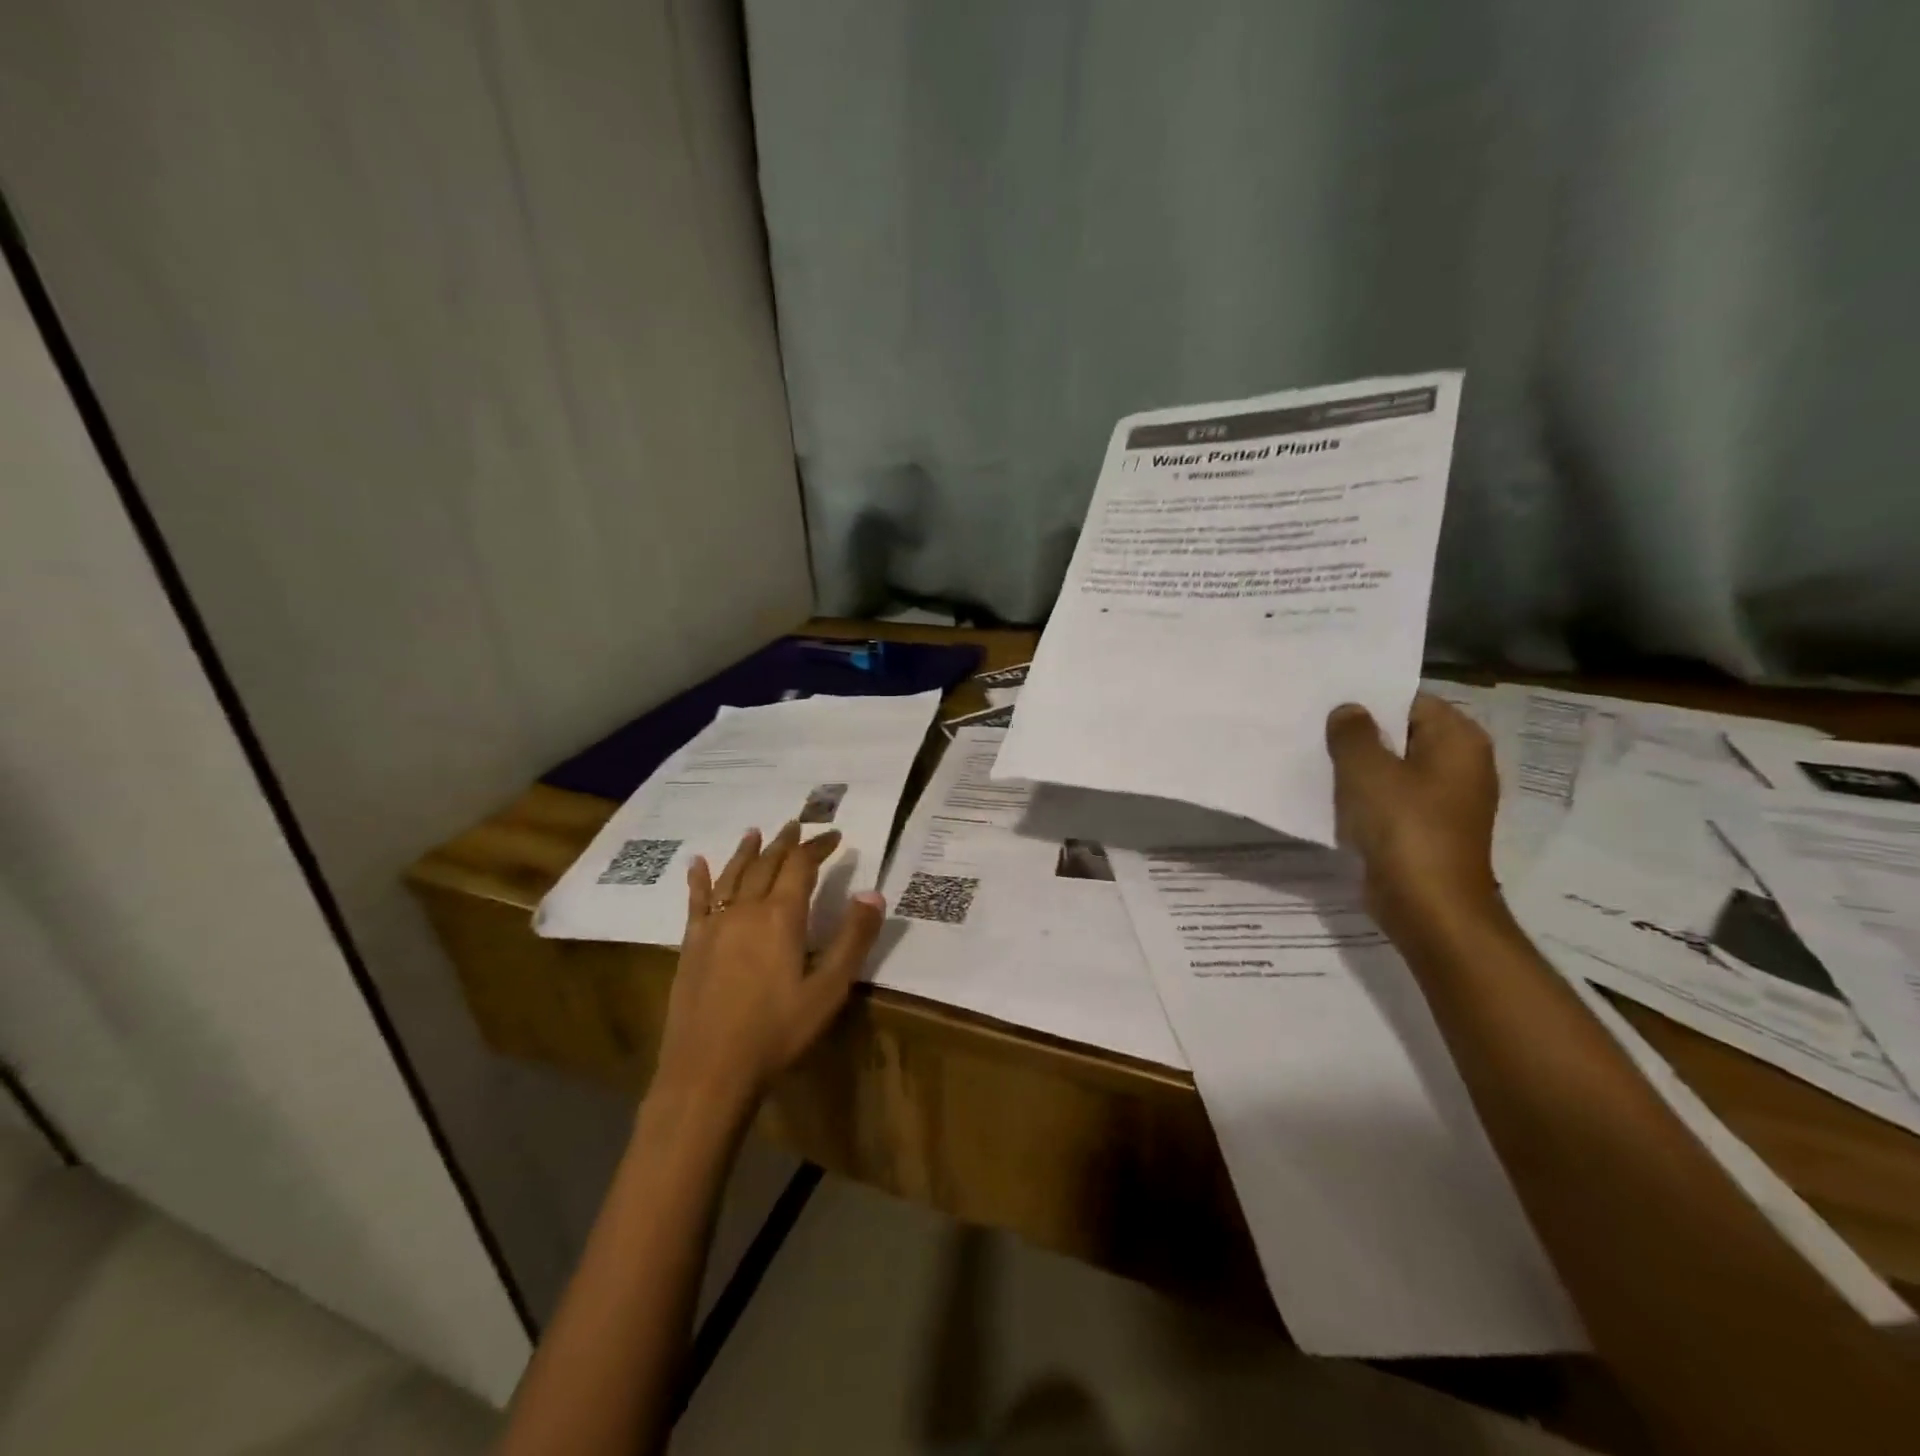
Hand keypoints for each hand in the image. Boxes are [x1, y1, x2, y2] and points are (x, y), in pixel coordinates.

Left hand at [653, 822, 885, 1117]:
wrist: (708, 1070)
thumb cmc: (776, 1032)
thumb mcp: (828, 989)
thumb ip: (852, 939)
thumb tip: (873, 893)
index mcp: (781, 916)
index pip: (802, 866)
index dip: (818, 847)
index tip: (835, 836)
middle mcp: (745, 909)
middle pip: (767, 864)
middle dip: (786, 843)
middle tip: (798, 825)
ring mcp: (714, 925)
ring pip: (732, 875)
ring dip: (747, 851)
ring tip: (756, 832)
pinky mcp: (691, 945)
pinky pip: (696, 901)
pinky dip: (699, 879)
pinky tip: (697, 864)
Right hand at [1325, 694, 1505, 942]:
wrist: (1428, 905)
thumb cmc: (1403, 827)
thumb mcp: (1366, 770)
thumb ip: (1352, 733)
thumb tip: (1348, 711)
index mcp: (1458, 740)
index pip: (1411, 701)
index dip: (1369, 700)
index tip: (1328, 704)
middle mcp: (1460, 765)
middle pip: (1402, 735)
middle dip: (1360, 734)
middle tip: (1313, 729)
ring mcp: (1445, 800)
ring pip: (1393, 769)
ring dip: (1358, 768)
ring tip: (1315, 760)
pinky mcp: (1426, 829)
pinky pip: (1391, 800)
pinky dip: (1365, 798)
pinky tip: (1331, 798)